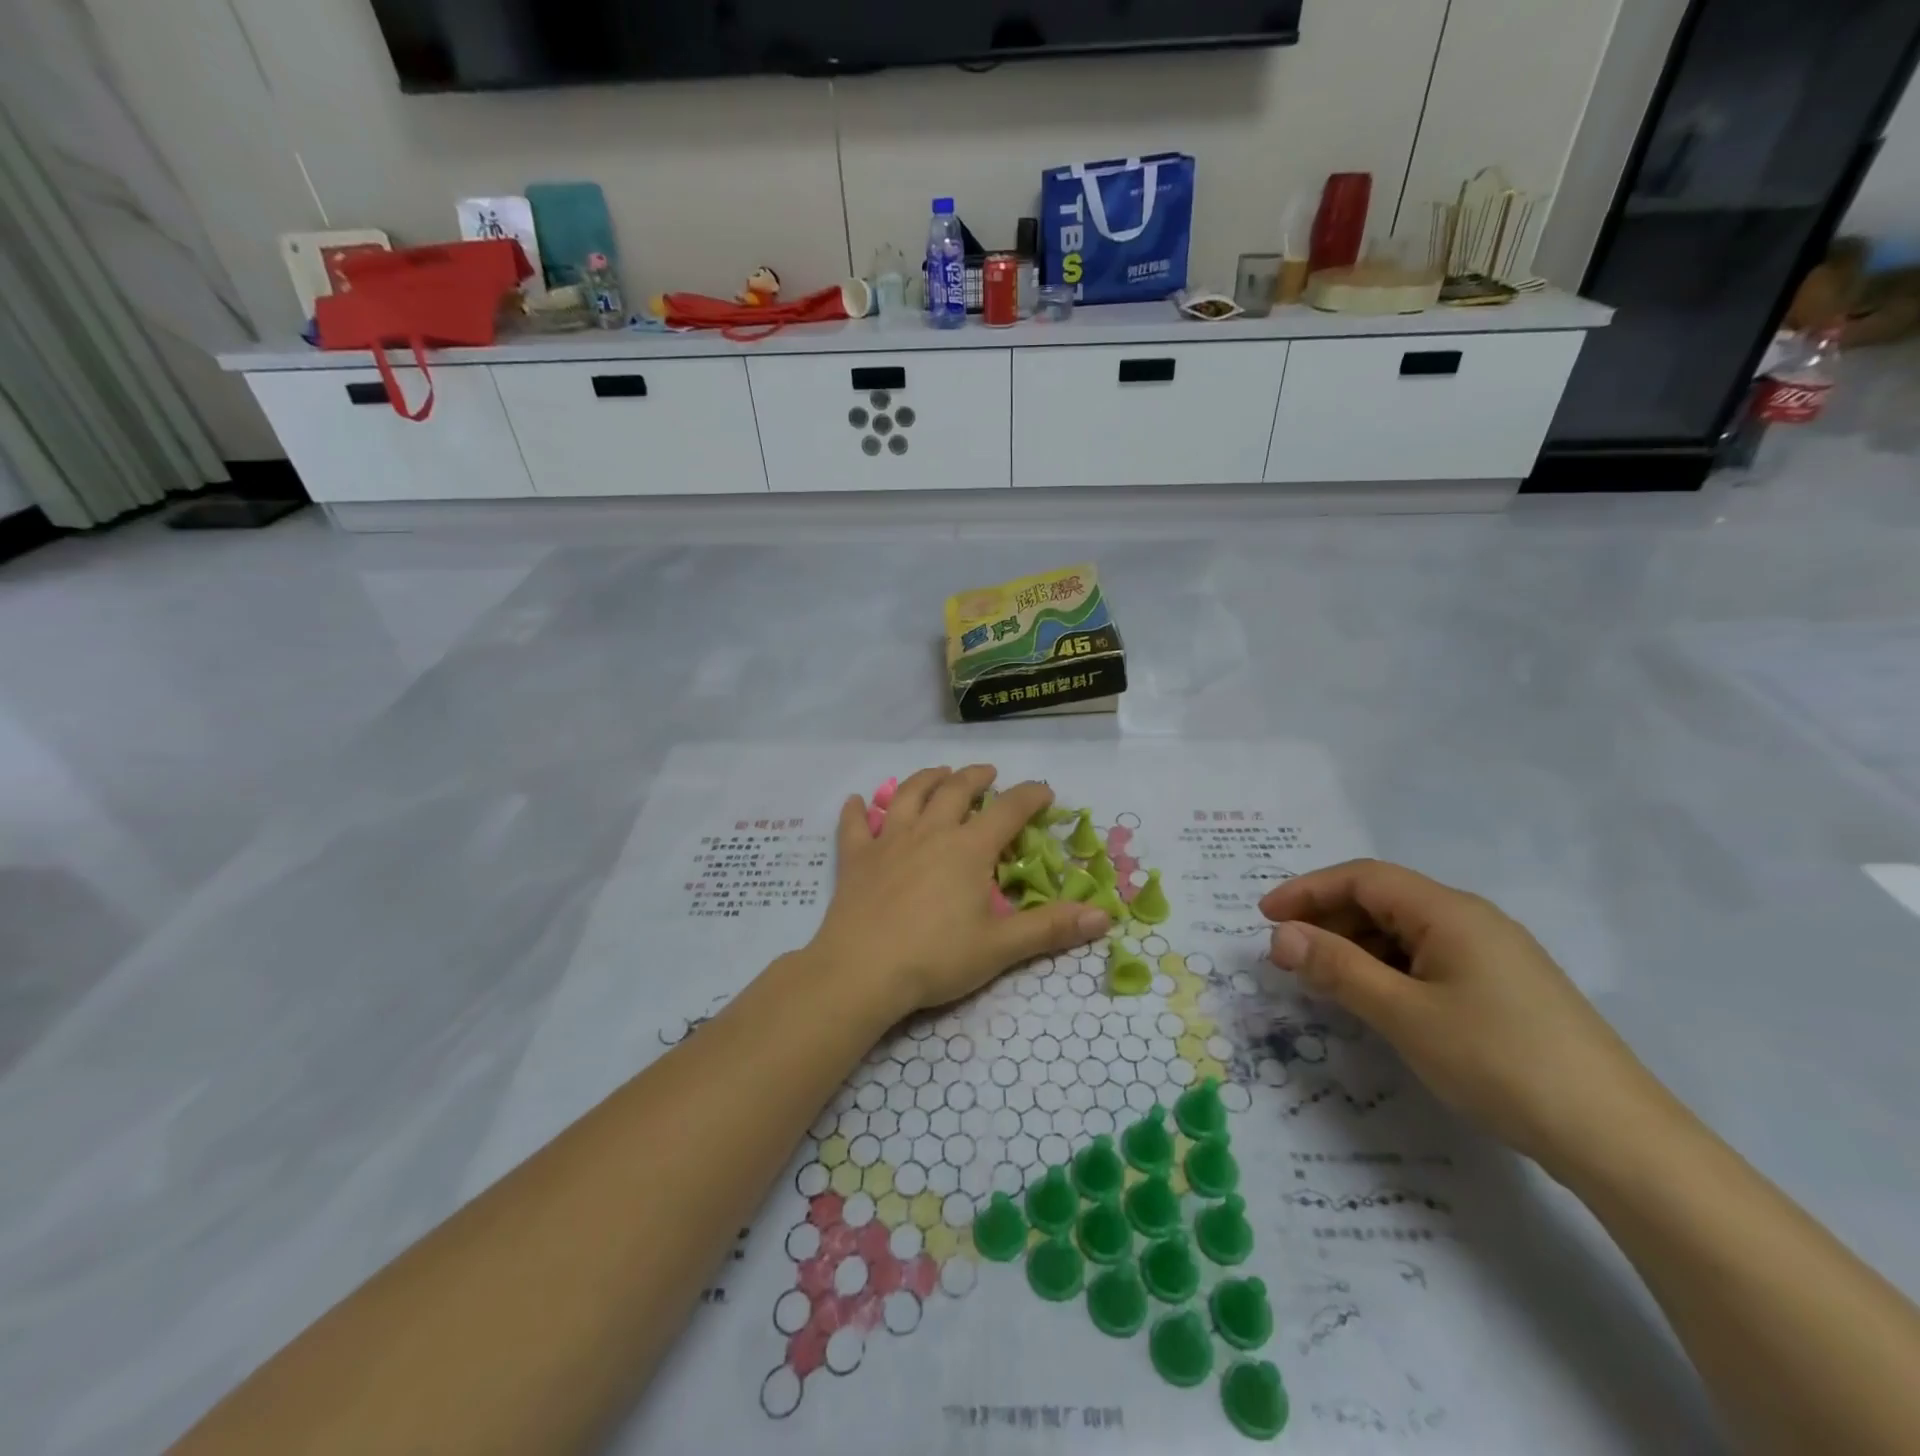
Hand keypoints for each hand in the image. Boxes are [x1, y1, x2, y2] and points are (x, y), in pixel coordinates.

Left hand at [809, 765, 1112, 1020]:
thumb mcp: (1000, 947)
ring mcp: (889, 841)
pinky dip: (856, 810)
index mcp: (968, 849)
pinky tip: (857, 801)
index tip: (1045, 790)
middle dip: (976, 776)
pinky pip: (854, 825)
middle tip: (988, 773)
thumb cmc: (936, 958)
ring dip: (926, 778)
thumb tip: (1104, 916)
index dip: (1030, 796)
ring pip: (908, 795)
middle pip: (956, 790)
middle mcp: (930, 832)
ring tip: (939, 773)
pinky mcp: (856, 858)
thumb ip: (1050, 928)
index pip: (1008, 810)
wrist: (862, 971)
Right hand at [1262, 860, 1668, 1171]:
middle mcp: (1471, 921)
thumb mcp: (1403, 1014)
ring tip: (1323, 981)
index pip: (1362, 878)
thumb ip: (1337, 968)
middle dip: (1328, 920)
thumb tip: (1280, 934)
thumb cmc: (1499, 1062)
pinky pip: (1428, 960)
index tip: (1263, 916)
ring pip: (1405, 932)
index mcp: (1449, 912)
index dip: (1307, 890)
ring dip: (1356, 947)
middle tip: (1288, 956)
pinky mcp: (1505, 989)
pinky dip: (1388, 969)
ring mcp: (1493, 955)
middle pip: (1383, 900)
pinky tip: (1376, 1001)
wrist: (1619, 1140)